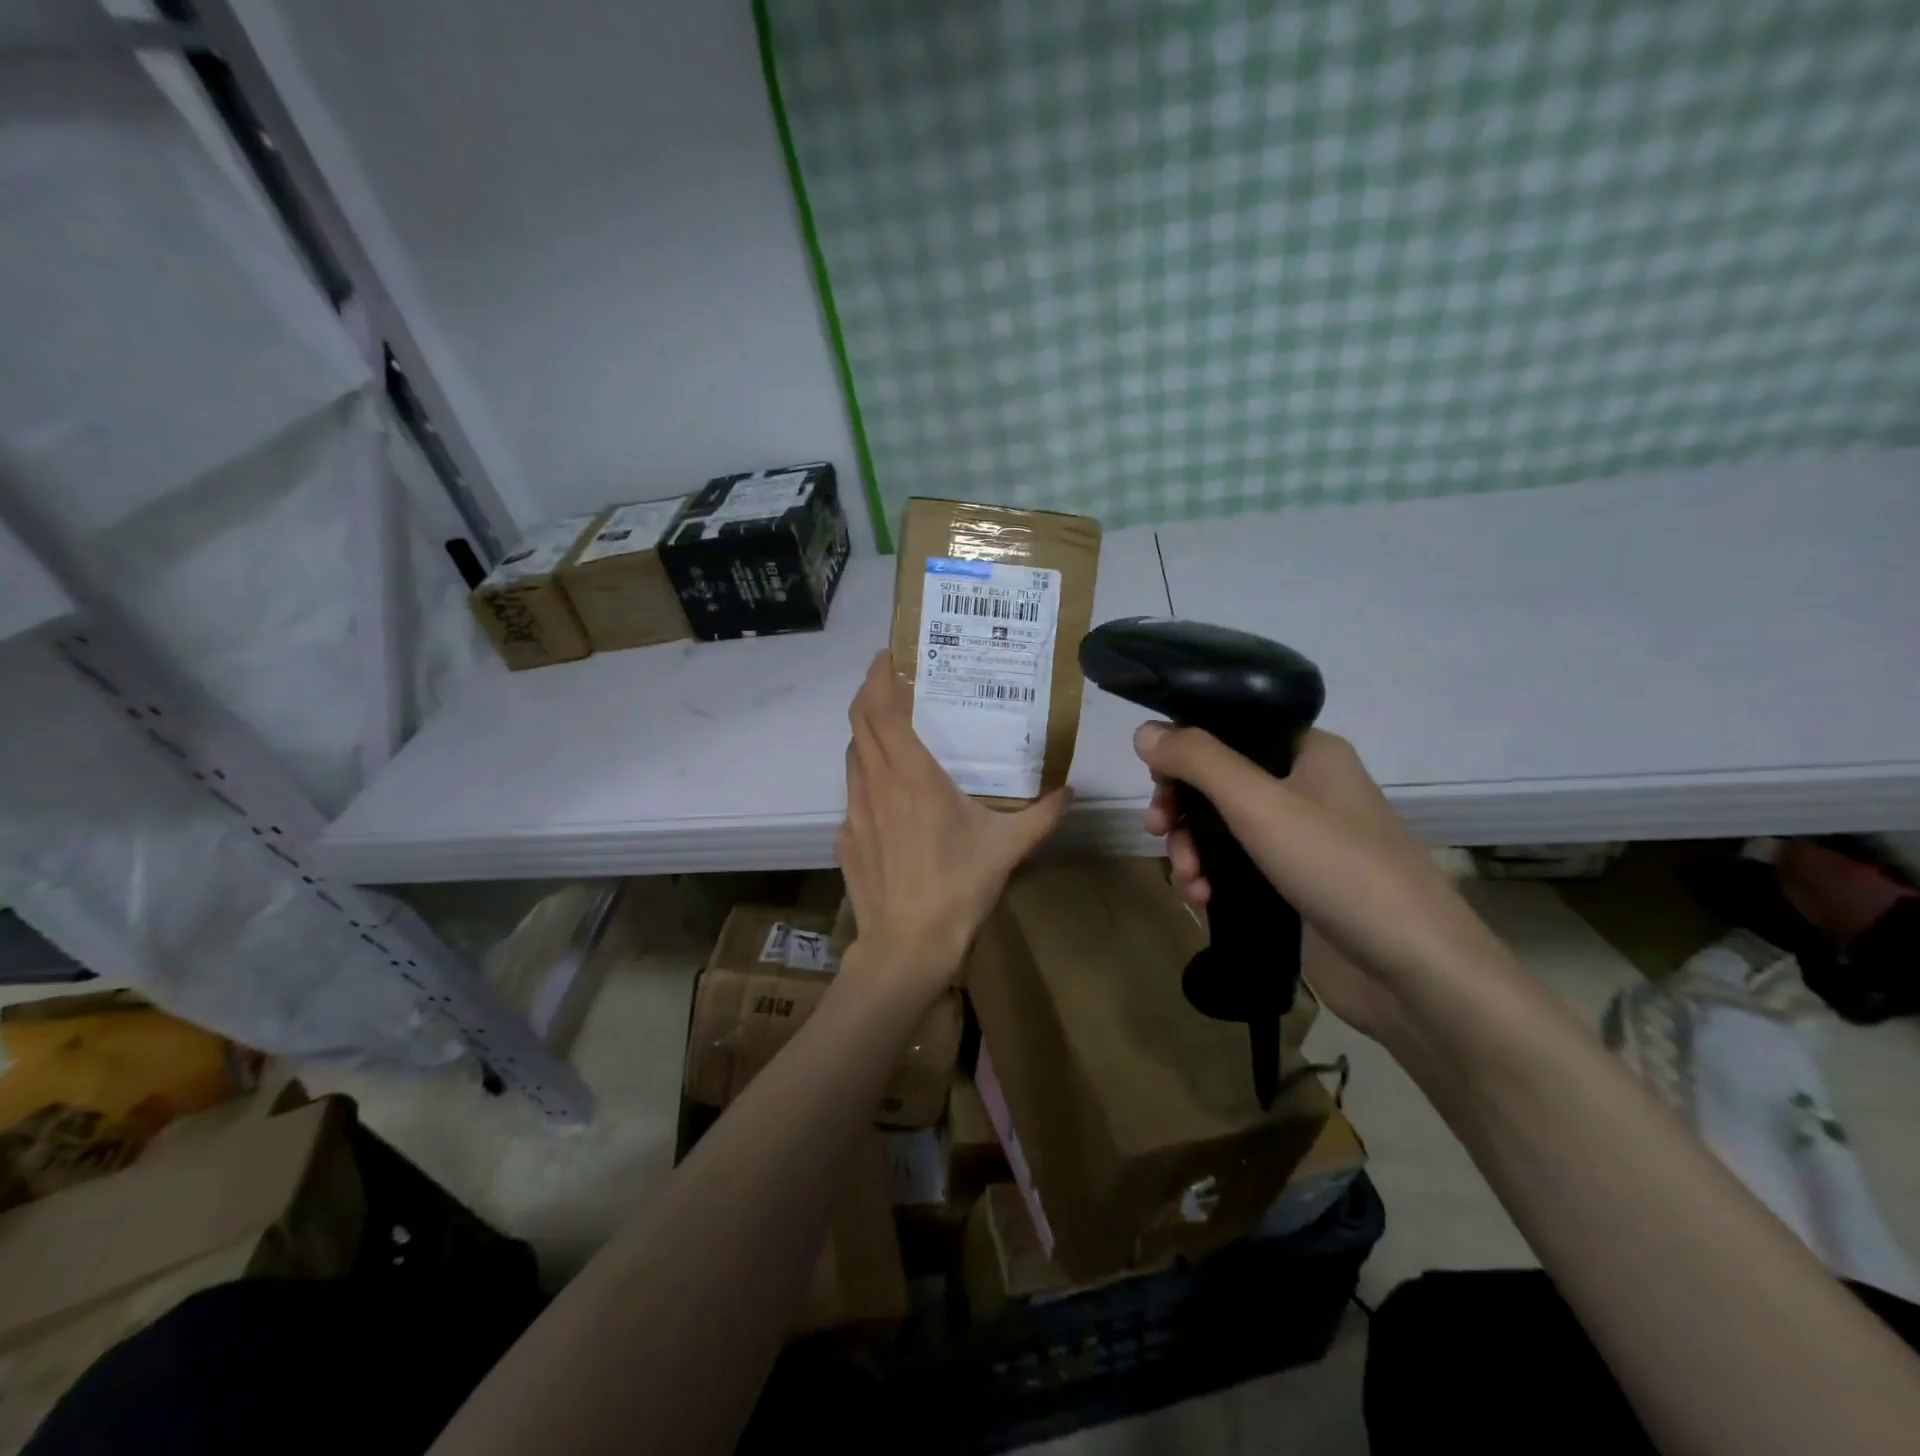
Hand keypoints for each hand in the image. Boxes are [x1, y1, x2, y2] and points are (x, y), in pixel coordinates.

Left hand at [837, 653, 1070, 991]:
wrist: (907, 946)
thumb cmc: (957, 888)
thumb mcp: (1008, 848)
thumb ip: (1042, 815)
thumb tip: (1071, 792)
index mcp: (910, 775)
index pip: (880, 708)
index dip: (877, 676)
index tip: (887, 655)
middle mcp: (875, 783)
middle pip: (858, 723)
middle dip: (870, 694)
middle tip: (892, 682)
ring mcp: (853, 811)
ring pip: (852, 756)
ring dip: (867, 735)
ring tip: (894, 733)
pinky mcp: (845, 837)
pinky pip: (852, 793)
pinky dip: (866, 778)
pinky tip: (890, 798)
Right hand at [1136, 722, 1498, 1044]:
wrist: (1413, 972)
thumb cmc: (1338, 868)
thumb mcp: (1258, 804)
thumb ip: (1197, 761)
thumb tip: (1143, 730)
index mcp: (1308, 752)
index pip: (1230, 731)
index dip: (1185, 752)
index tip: (1156, 783)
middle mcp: (1305, 788)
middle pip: (1218, 782)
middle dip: (1182, 810)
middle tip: (1158, 831)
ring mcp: (1301, 840)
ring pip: (1222, 828)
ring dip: (1191, 850)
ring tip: (1189, 881)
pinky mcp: (1294, 885)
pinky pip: (1236, 867)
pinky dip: (1212, 878)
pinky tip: (1201, 900)